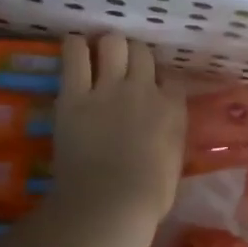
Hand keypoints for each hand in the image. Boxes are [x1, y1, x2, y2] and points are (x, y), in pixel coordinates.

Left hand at [48, 33, 185, 237]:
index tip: (152, 89)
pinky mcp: (75, 94)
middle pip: (141, 51)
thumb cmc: (148, 196)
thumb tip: (162, 131)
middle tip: (121, 68)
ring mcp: (109, 88)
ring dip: (106, 46)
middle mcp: (144, 89)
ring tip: (98, 54)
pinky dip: (75, 47)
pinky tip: (74, 47)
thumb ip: (170, 136)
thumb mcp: (173, 162)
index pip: (171, 77)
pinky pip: (75, 54)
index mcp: (172, 108)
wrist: (110, 202)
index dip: (160, 80)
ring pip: (112, 43)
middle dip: (133, 56)